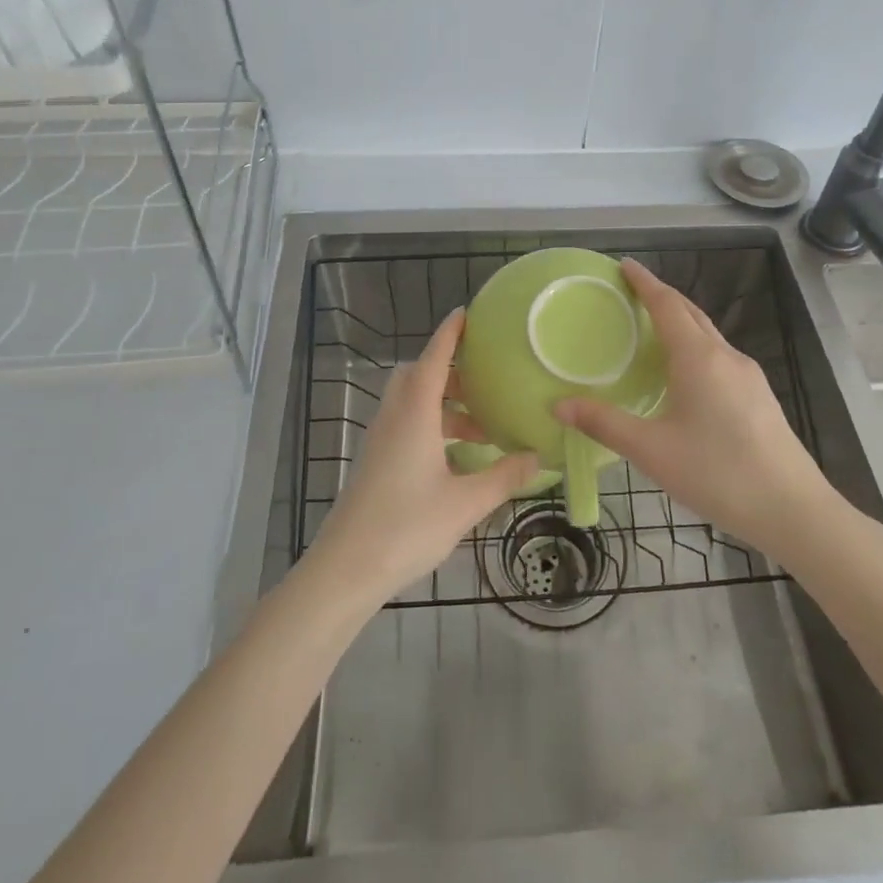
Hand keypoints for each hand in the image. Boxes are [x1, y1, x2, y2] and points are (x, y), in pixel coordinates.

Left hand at [309, 309, 538, 605]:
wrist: (346, 569)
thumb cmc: (407, 527)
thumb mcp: (466, 503)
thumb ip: (503, 477)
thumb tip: (537, 456)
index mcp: (414, 415)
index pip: (432, 360)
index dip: (448, 335)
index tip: (464, 313)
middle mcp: (394, 419)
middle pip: (417, 377)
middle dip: (448, 370)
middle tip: (482, 380)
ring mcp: (380, 442)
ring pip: (411, 403)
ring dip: (443, 403)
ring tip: (482, 425)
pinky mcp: (376, 463)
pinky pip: (406, 425)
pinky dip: (432, 426)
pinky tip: (457, 457)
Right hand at [554, 258, 842, 557]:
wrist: (793, 509)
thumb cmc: (718, 473)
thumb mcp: (652, 451)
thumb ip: (604, 424)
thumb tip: (559, 405)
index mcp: (699, 358)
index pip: (667, 305)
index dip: (645, 283)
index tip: (625, 265)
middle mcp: (726, 357)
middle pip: (691, 313)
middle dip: (662, 297)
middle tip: (632, 293)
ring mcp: (748, 376)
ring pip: (708, 336)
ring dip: (680, 323)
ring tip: (652, 332)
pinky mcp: (759, 397)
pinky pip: (719, 357)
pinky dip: (695, 349)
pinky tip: (685, 376)